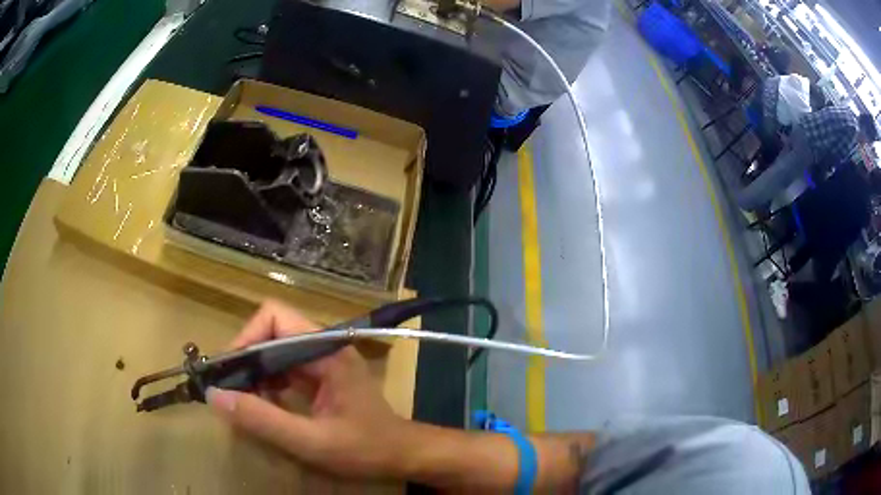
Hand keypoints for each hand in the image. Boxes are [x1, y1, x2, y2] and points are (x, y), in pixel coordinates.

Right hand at [207, 300, 407, 478]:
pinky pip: (284, 368)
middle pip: (271, 331)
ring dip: (255, 372)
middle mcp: (323, 347)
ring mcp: (323, 360)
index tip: (229, 372)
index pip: (274, 318)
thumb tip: (216, 396)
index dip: (246, 338)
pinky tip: (262, 405)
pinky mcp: (321, 376)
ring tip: (241, 399)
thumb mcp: (311, 441)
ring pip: (275, 350)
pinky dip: (267, 383)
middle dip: (246, 358)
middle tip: (229, 389)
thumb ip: (263, 420)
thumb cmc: (365, 449)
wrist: (402, 455)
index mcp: (326, 351)